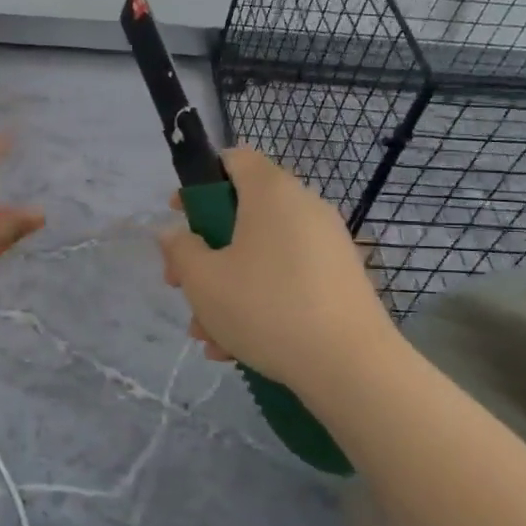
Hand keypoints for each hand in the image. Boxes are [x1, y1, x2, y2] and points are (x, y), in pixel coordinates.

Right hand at [158, 148, 399, 400]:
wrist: (350, 366)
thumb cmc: (265, 307)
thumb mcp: (203, 279)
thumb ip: (180, 249)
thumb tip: (175, 234)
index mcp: (271, 192)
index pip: (234, 158)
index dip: (199, 181)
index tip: (179, 216)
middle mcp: (304, 207)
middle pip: (242, 214)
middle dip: (205, 251)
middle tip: (180, 285)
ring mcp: (327, 245)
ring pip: (261, 255)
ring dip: (226, 287)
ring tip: (206, 334)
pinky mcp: (340, 280)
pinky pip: (287, 278)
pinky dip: (259, 301)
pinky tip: (236, 348)